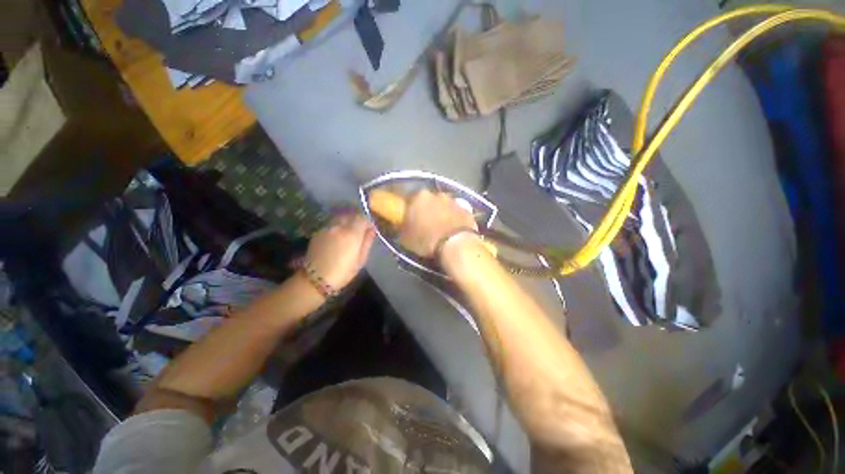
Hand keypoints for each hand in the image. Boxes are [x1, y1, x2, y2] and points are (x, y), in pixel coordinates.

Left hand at [305, 213, 374, 289]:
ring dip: (347, 221)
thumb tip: (371, 230)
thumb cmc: (342, 272)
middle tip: (360, 230)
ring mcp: (327, 228)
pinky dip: (337, 226)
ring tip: (348, 232)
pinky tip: (337, 236)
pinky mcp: (318, 232)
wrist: (315, 279)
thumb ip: (367, 242)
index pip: (362, 218)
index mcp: (352, 233)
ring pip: (340, 217)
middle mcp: (339, 226)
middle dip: (357, 220)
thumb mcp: (360, 259)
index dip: (368, 222)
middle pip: (351, 215)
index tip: (370, 230)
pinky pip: (331, 224)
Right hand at [398, 190, 477, 257]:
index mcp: (418, 197)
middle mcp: (436, 194)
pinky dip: (454, 218)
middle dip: (425, 209)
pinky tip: (452, 229)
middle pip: (428, 200)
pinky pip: (456, 212)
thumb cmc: (427, 240)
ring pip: (443, 205)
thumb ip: (402, 227)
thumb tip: (401, 225)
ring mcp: (453, 200)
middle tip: (424, 223)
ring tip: (440, 227)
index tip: (408, 218)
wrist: (456, 245)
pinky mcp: (466, 209)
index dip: (408, 209)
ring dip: (441, 212)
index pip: (409, 199)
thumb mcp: (405, 238)